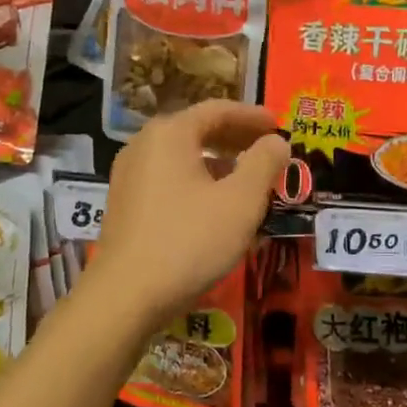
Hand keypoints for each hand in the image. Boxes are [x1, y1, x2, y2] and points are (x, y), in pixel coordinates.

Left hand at [95, 101, 289, 333]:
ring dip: (220, 162)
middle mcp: (144, 145)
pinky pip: (170, 178)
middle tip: (269, 150)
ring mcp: (130, 175)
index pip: (219, 110)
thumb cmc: (189, 241)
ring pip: (184, 156)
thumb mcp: (241, 201)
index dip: (253, 116)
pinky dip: (199, 181)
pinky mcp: (125, 203)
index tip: (280, 125)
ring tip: (249, 179)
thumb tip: (276, 141)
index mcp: (170, 134)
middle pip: (199, 129)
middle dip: (237, 138)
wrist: (125, 297)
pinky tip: (217, 205)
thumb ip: (264, 163)